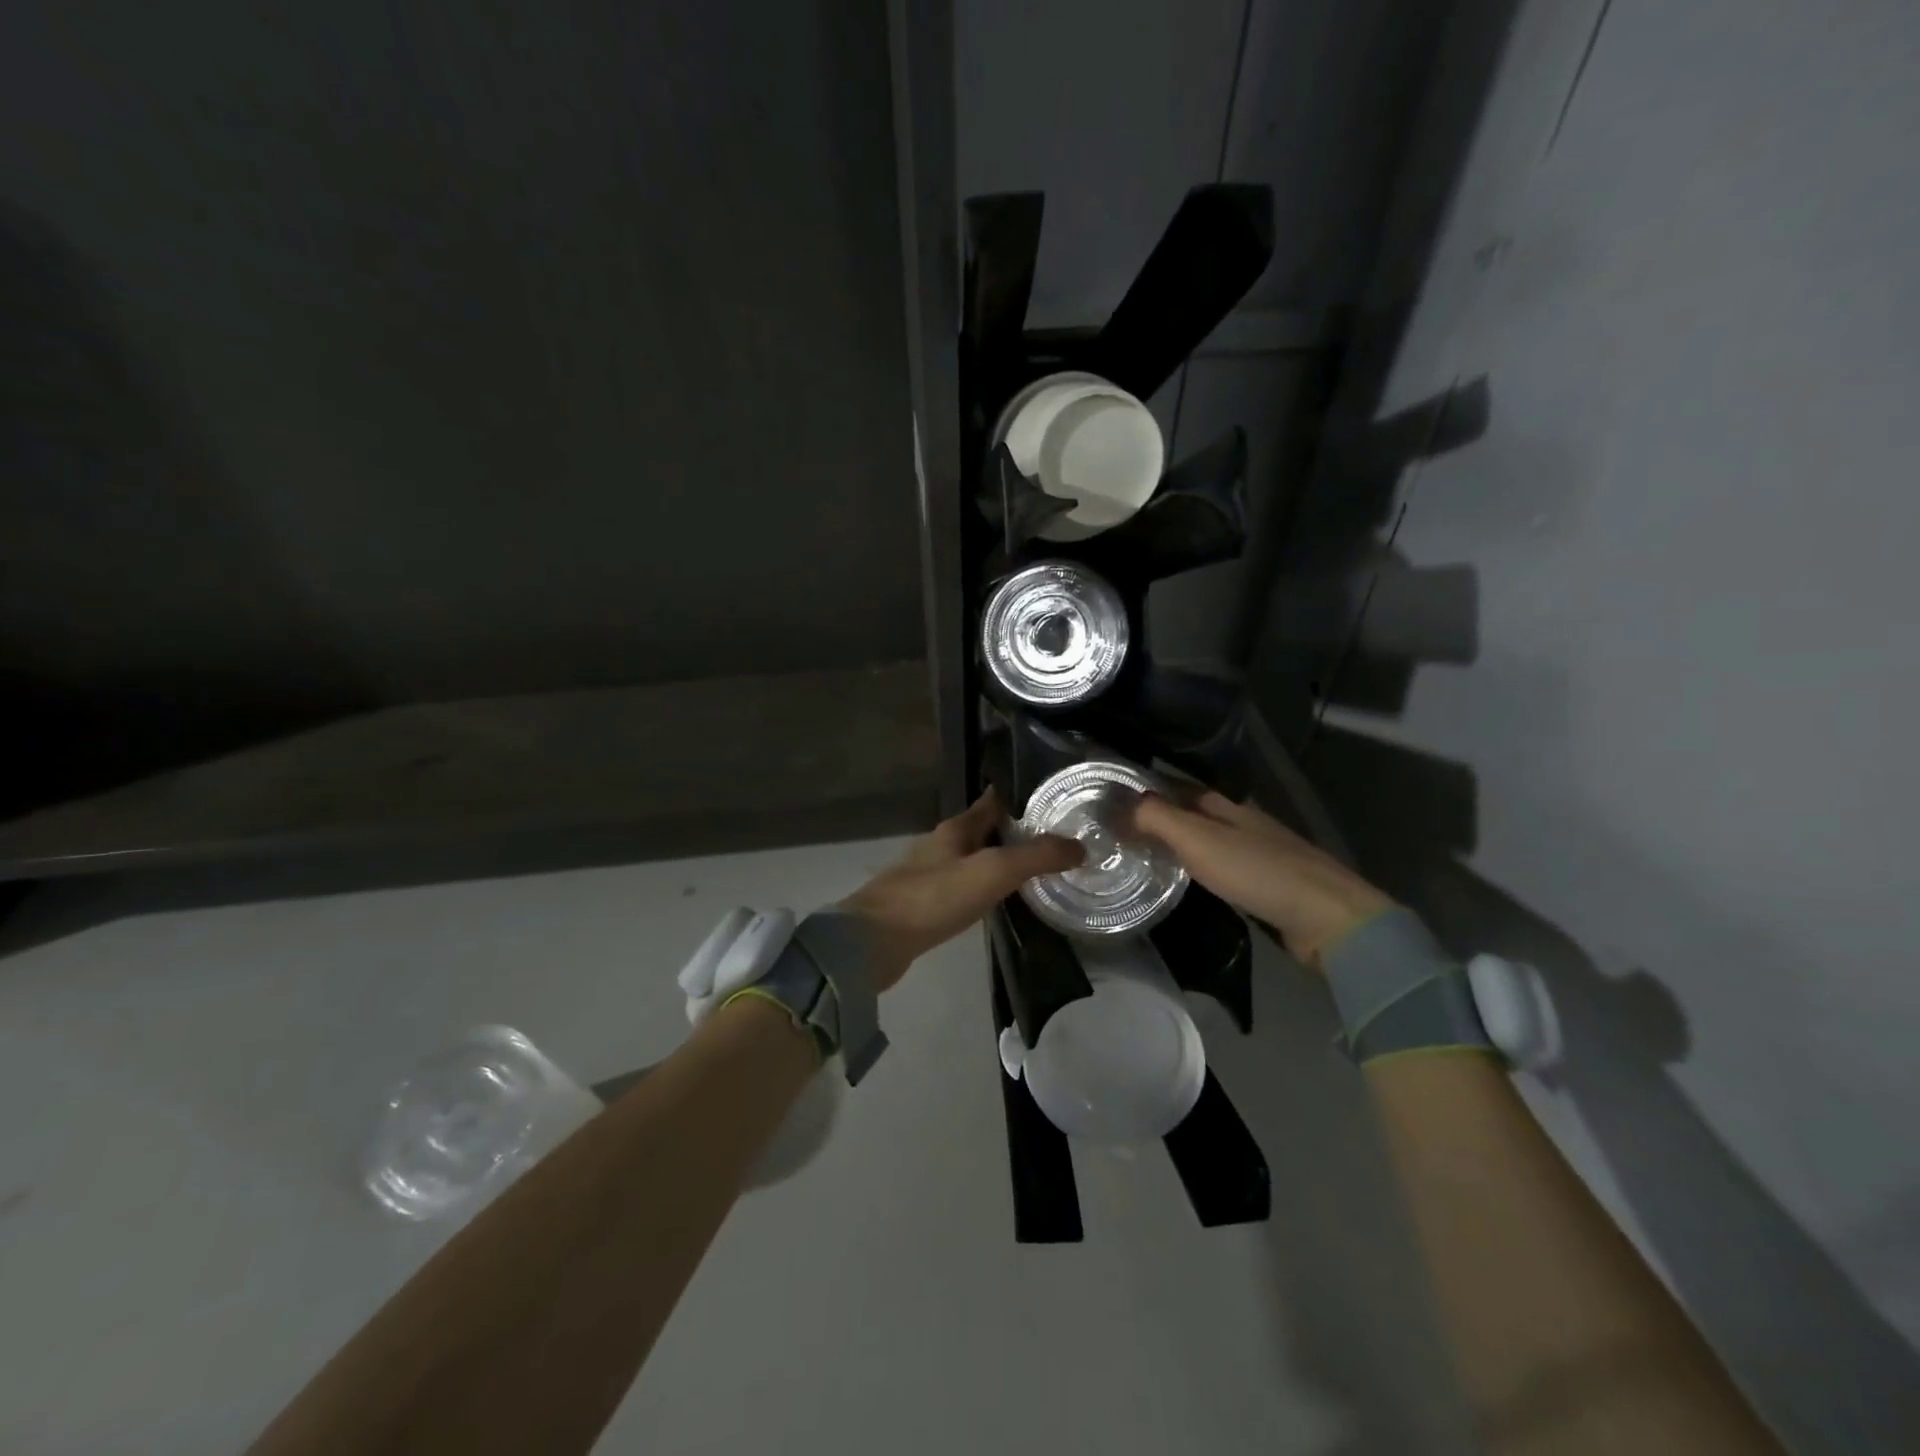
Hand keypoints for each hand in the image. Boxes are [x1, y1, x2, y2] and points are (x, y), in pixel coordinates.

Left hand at [840, 789, 1083, 990]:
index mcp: (956, 829)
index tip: (1050, 796)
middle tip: (1054, 838)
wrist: (873, 942)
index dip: (1019, 795)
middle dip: (1015, 831)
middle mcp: (942, 845)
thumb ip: (1036, 857)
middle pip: (984, 830)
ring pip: (973, 858)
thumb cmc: (933, 898)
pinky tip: (998, 900)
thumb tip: (1080, 846)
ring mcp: (930, 875)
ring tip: (1034, 869)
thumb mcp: (992, 871)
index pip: (992, 801)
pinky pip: (963, 886)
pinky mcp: (924, 904)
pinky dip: (985, 887)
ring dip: (1000, 860)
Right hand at [1132, 789, 1390, 969]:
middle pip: (1192, 813)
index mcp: (1226, 804)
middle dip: (1159, 819)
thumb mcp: (1198, 839)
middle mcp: (1242, 821)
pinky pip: (1221, 868)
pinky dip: (1199, 869)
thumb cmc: (1256, 871)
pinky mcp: (1268, 884)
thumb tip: (1120, 806)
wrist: (1327, 917)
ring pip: (1207, 841)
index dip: (1146, 792)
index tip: (1110, 804)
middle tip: (1118, 834)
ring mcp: (1258, 852)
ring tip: (1143, 857)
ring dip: (1178, 845)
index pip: (1177, 787)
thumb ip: (1157, 818)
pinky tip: (1187, 882)